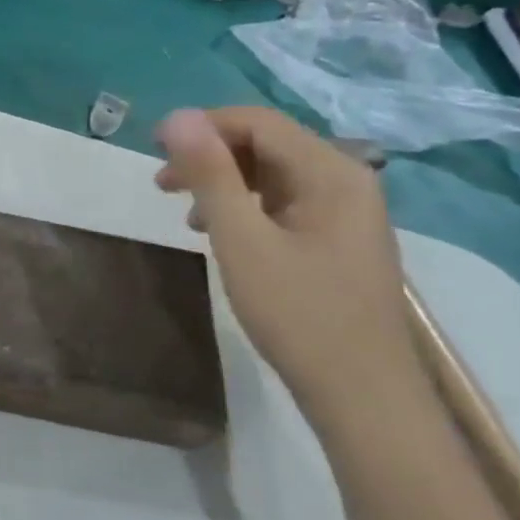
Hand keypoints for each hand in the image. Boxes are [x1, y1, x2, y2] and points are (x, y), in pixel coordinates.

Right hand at [155, 107, 421, 427]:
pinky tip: (221, 234)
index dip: (202, 126)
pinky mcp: (339, 240)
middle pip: (266, 144)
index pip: (257, 122)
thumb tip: (177, 117)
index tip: (154, 149)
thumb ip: (210, 174)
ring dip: (224, 183)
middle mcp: (346, 180)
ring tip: (186, 213)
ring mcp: (347, 212)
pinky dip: (246, 207)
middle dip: (210, 157)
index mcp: (331, 172)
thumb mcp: (242, 240)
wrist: (365, 401)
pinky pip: (285, 203)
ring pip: (273, 174)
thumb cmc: (299, 316)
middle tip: (162, 185)